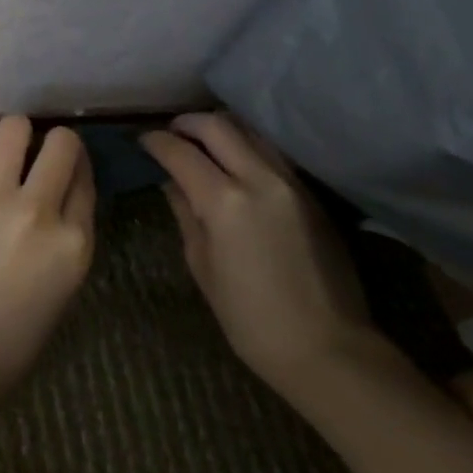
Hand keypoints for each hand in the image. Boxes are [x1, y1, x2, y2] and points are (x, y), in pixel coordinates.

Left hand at [0, 116, 96, 407]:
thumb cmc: (15, 331)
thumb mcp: (64, 282)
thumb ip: (71, 229)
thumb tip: (66, 184)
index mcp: (74, 242)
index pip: (86, 177)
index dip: (79, 168)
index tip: (69, 170)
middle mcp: (38, 211)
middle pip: (61, 143)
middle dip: (58, 143)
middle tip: (44, 156)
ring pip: (15, 127)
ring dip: (20, 136)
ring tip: (13, 152)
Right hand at [141, 112, 386, 401]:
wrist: (329, 349)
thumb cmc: (251, 319)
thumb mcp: (202, 266)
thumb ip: (185, 213)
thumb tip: (171, 182)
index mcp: (224, 202)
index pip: (180, 151)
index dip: (156, 141)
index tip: (143, 141)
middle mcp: (259, 179)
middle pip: (216, 125)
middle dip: (186, 123)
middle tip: (171, 134)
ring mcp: (290, 182)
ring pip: (248, 131)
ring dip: (219, 129)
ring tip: (202, 145)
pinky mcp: (311, 193)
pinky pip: (270, 152)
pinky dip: (246, 146)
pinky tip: (235, 164)